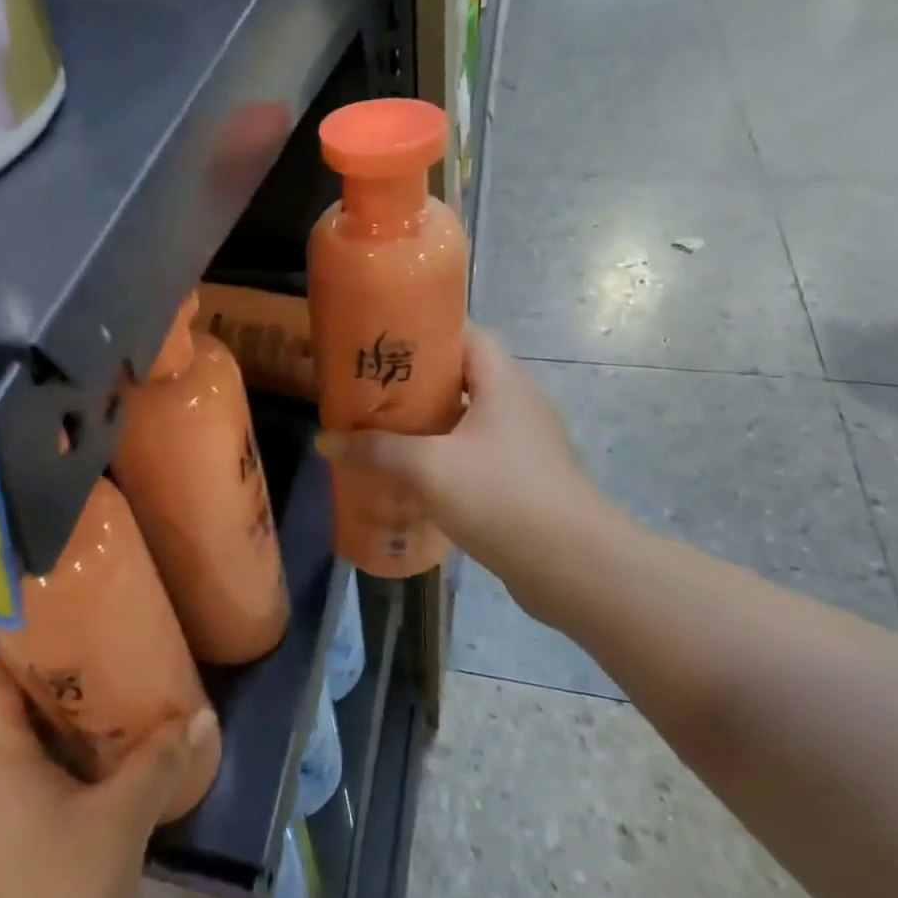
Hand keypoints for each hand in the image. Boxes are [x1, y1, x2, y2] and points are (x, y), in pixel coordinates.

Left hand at [0, 656, 215, 897]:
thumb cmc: (52, 893)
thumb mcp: (119, 821)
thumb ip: (159, 763)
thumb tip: (202, 716)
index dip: (20, 644)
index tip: (68, 626)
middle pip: (7, 704)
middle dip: (56, 680)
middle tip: (107, 659)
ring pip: (18, 745)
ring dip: (60, 725)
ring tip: (112, 706)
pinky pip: (24, 780)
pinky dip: (58, 764)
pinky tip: (100, 772)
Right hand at [317, 326, 624, 616]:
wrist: (573, 567)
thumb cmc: (502, 497)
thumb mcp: (429, 468)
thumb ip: (376, 450)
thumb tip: (324, 441)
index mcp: (504, 381)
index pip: (467, 333)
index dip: (426, 331)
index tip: (384, 342)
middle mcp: (519, 402)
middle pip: (463, 375)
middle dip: (416, 381)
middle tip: (370, 389)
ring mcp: (525, 442)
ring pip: (468, 417)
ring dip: (429, 422)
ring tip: (383, 429)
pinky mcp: (524, 477)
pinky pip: (476, 450)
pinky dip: (445, 454)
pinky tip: (413, 474)